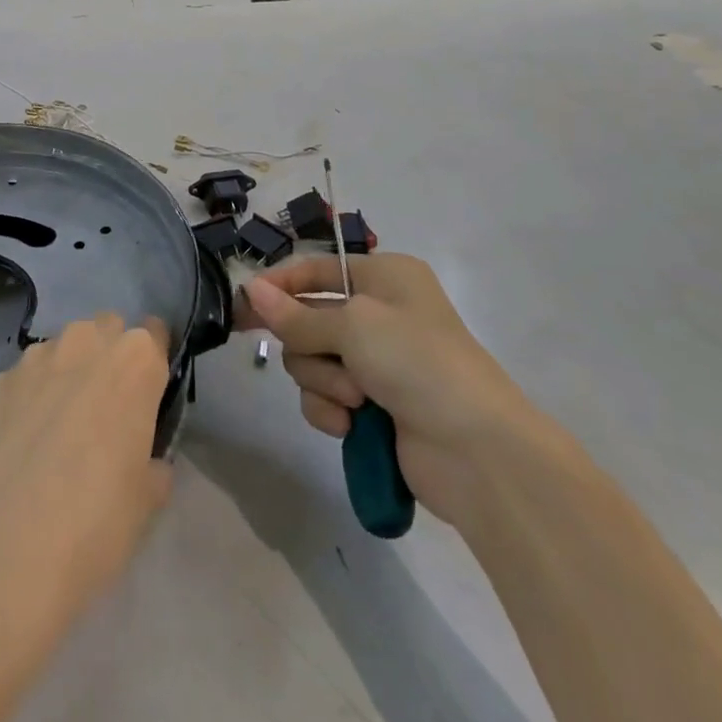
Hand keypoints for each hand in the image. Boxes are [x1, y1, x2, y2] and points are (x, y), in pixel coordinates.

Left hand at [0, 312, 174, 615]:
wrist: (0, 557)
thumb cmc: (94, 526)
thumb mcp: (147, 502)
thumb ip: (151, 461)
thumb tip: (143, 457)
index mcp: (134, 362)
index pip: (154, 335)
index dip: (151, 362)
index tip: (147, 394)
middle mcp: (83, 342)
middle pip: (104, 330)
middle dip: (107, 357)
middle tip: (103, 411)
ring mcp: (31, 360)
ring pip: (58, 350)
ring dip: (63, 375)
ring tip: (53, 433)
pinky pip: (18, 382)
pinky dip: (22, 403)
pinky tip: (14, 449)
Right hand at [238, 253, 543, 529]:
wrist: (479, 452)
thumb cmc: (417, 362)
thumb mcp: (354, 326)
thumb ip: (296, 315)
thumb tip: (250, 290)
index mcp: (384, 277)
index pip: (315, 270)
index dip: (279, 285)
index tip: (242, 305)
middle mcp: (379, 314)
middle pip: (307, 320)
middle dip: (312, 347)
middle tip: (331, 363)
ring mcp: (377, 362)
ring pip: (311, 362)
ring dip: (324, 382)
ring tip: (357, 400)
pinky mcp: (374, 406)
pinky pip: (326, 398)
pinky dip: (332, 411)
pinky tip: (352, 426)